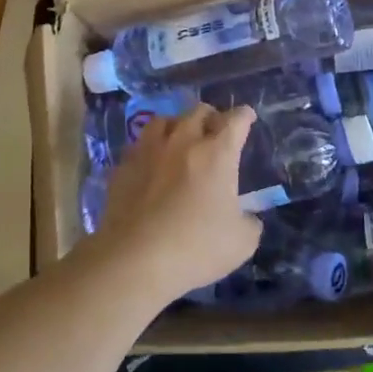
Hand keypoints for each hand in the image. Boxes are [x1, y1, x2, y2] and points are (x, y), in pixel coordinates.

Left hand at [90, 103, 261, 300]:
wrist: (135, 259)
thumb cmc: (196, 247)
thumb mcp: (242, 243)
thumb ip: (250, 223)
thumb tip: (248, 218)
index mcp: (216, 154)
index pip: (235, 121)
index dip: (244, 116)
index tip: (247, 117)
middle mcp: (182, 142)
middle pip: (198, 112)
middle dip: (211, 116)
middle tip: (215, 130)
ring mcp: (148, 151)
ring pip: (163, 121)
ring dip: (177, 125)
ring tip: (179, 138)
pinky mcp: (123, 167)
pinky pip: (138, 146)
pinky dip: (149, 150)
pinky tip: (151, 164)